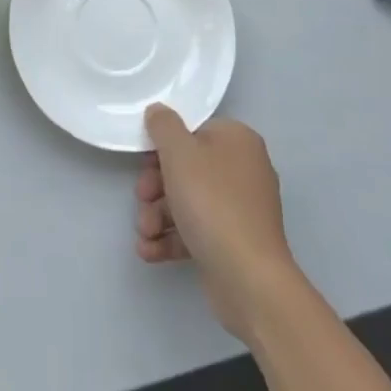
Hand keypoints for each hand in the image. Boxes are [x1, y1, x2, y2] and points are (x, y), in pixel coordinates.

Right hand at [137, 105, 299, 342]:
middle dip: (156, 187)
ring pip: (188, 201)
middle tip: (141, 199)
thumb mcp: (179, 152)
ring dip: (158, 215)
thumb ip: (163, 125)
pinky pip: (197, 231)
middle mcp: (244, 170)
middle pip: (187, 168)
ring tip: (145, 233)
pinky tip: (149, 251)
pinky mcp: (234, 243)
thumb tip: (159, 112)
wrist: (249, 278)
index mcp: (238, 141)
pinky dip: (172, 238)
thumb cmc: (212, 202)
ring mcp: (241, 209)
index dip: (164, 146)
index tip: (144, 162)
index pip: (193, 131)